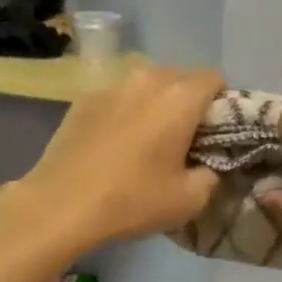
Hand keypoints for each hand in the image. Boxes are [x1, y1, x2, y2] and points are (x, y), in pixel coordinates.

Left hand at [16, 64, 224, 249]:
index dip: (221, 103)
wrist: (61, 205)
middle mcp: (147, 79)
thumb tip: (206, 164)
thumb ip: (211, 174)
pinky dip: (127, 110)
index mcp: (179, 98)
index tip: (213, 132)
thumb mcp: (190, 200)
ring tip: (148, 137)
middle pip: (181, 76)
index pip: (214, 78)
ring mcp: (111, 86)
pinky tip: (116, 142)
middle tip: (184, 138)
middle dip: (189, 100)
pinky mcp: (84, 98)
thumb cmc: (133, 200)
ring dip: (156, 102)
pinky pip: (120, 95)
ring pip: (148, 83)